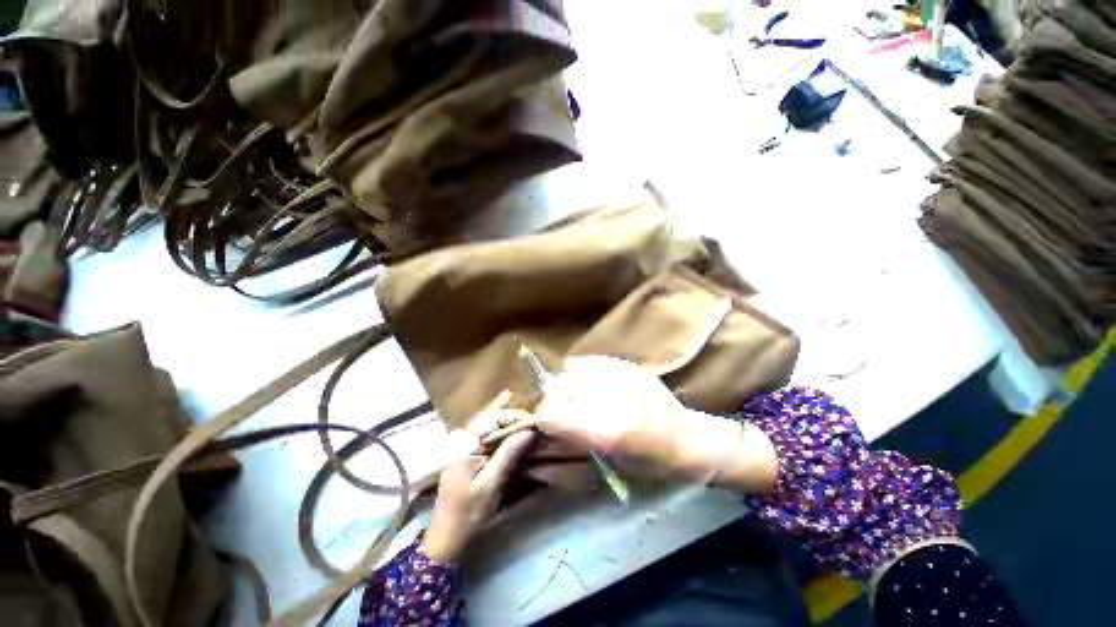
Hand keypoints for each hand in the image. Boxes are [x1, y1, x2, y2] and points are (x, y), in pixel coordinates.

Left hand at [422, 391, 535, 563]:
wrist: (446, 536)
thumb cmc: (468, 512)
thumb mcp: (490, 484)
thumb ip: (508, 454)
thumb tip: (529, 431)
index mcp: (465, 445)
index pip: (492, 419)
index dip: (513, 416)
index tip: (533, 421)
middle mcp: (462, 439)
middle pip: (488, 417)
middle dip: (509, 414)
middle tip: (532, 417)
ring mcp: (462, 445)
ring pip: (485, 422)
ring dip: (502, 414)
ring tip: (520, 406)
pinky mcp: (466, 453)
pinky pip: (483, 431)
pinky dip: (494, 421)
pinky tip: (502, 411)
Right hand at [536, 355, 777, 491]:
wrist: (689, 441)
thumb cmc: (651, 464)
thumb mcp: (608, 463)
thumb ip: (573, 441)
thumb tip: (546, 423)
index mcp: (605, 432)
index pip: (551, 413)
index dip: (544, 417)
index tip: (548, 422)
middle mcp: (610, 399)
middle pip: (559, 387)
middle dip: (555, 400)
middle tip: (566, 410)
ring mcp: (620, 377)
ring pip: (571, 372)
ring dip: (569, 385)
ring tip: (582, 396)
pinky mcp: (628, 366)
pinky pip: (590, 361)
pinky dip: (583, 370)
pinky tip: (591, 381)